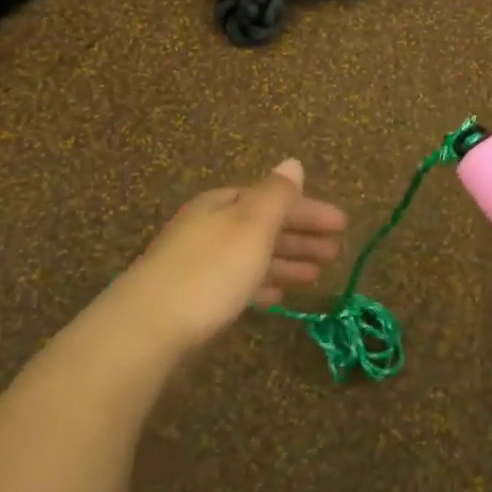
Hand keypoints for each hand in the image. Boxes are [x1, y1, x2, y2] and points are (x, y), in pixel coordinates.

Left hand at [110, 159, 346, 356]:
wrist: (147, 327)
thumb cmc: (210, 270)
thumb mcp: (251, 226)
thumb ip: (276, 195)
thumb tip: (292, 163)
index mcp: (223, 204)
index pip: (275, 199)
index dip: (310, 210)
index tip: (343, 224)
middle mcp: (210, 226)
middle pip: (264, 226)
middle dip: (301, 236)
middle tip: (336, 252)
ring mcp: (199, 262)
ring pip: (252, 256)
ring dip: (286, 262)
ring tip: (317, 276)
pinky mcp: (192, 298)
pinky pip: (237, 283)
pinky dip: (261, 285)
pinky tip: (278, 299)